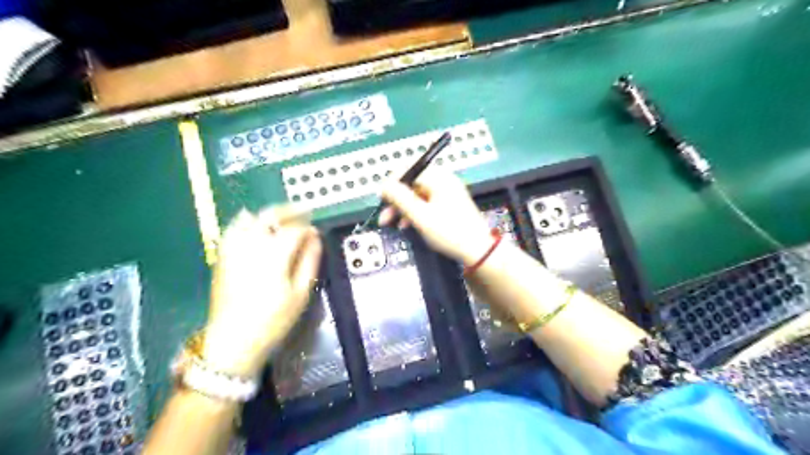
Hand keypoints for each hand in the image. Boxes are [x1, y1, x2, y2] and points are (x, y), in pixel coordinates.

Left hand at [203, 206, 322, 376]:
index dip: (308, 228)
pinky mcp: (222, 257)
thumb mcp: (300, 293)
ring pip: (249, 219)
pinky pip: (233, 229)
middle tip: (304, 210)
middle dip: (289, 210)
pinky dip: (246, 221)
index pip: (294, 230)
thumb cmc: (273, 320)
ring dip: (268, 213)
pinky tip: (253, 223)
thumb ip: (309, 260)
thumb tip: (315, 237)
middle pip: (270, 216)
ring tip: (282, 216)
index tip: (317, 232)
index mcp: (274, 256)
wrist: (233, 342)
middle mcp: (251, 246)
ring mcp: (233, 250)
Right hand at [380, 170, 492, 262]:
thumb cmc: (449, 232)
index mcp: (439, 178)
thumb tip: (384, 185)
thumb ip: (400, 198)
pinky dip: (414, 212)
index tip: (382, 198)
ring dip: (402, 208)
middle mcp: (443, 181)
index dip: (392, 182)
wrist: (478, 250)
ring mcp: (447, 193)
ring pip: (417, 195)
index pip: (409, 169)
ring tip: (391, 223)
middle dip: (395, 199)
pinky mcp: (448, 205)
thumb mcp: (420, 216)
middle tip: (384, 215)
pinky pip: (425, 203)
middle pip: (412, 183)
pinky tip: (406, 225)